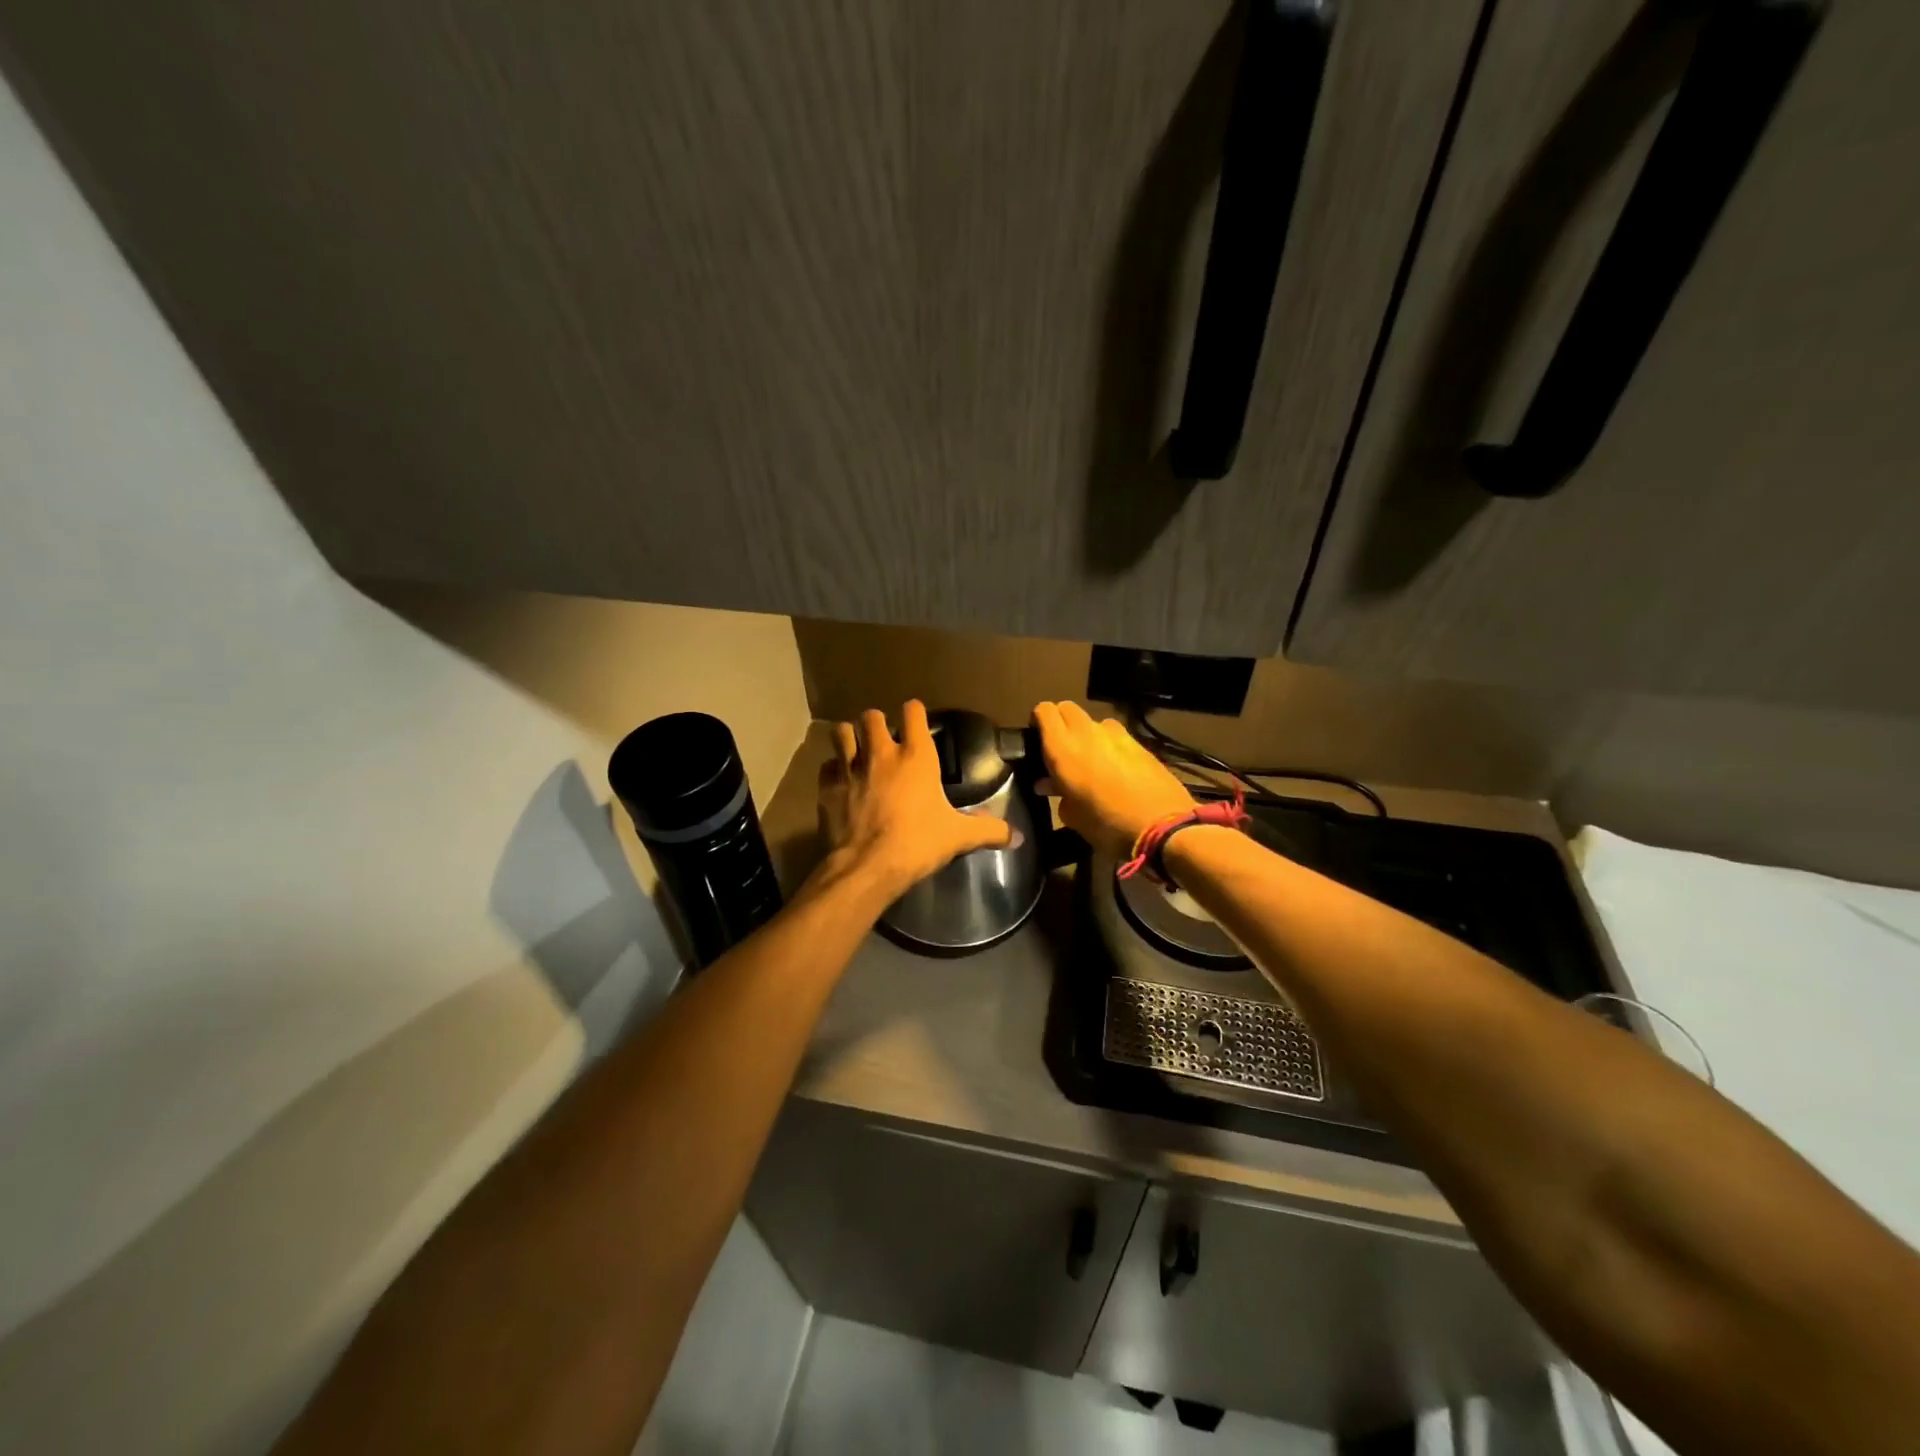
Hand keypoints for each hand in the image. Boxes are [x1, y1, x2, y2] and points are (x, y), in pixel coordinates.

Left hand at [817, 701, 1013, 898]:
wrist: (867, 867)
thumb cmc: (918, 844)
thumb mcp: (958, 837)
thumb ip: (989, 831)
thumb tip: (1018, 838)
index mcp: (916, 757)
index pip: (913, 712)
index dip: (914, 712)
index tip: (917, 720)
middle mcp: (880, 753)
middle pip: (871, 716)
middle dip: (876, 723)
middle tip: (883, 739)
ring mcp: (850, 768)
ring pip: (841, 732)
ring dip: (849, 737)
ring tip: (856, 750)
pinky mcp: (827, 787)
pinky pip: (827, 766)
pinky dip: (832, 769)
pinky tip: (840, 782)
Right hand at [1032, 701, 1194, 859]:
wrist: (1163, 826)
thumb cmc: (1107, 825)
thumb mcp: (1073, 816)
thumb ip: (1057, 794)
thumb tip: (1049, 784)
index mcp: (1062, 748)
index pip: (1043, 711)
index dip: (1038, 721)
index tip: (1037, 740)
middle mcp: (1087, 732)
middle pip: (1067, 709)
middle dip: (1061, 722)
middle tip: (1060, 749)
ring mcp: (1117, 734)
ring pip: (1094, 722)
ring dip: (1087, 734)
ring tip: (1090, 759)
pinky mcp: (1139, 743)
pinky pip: (1116, 736)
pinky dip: (1110, 745)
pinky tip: (1115, 769)